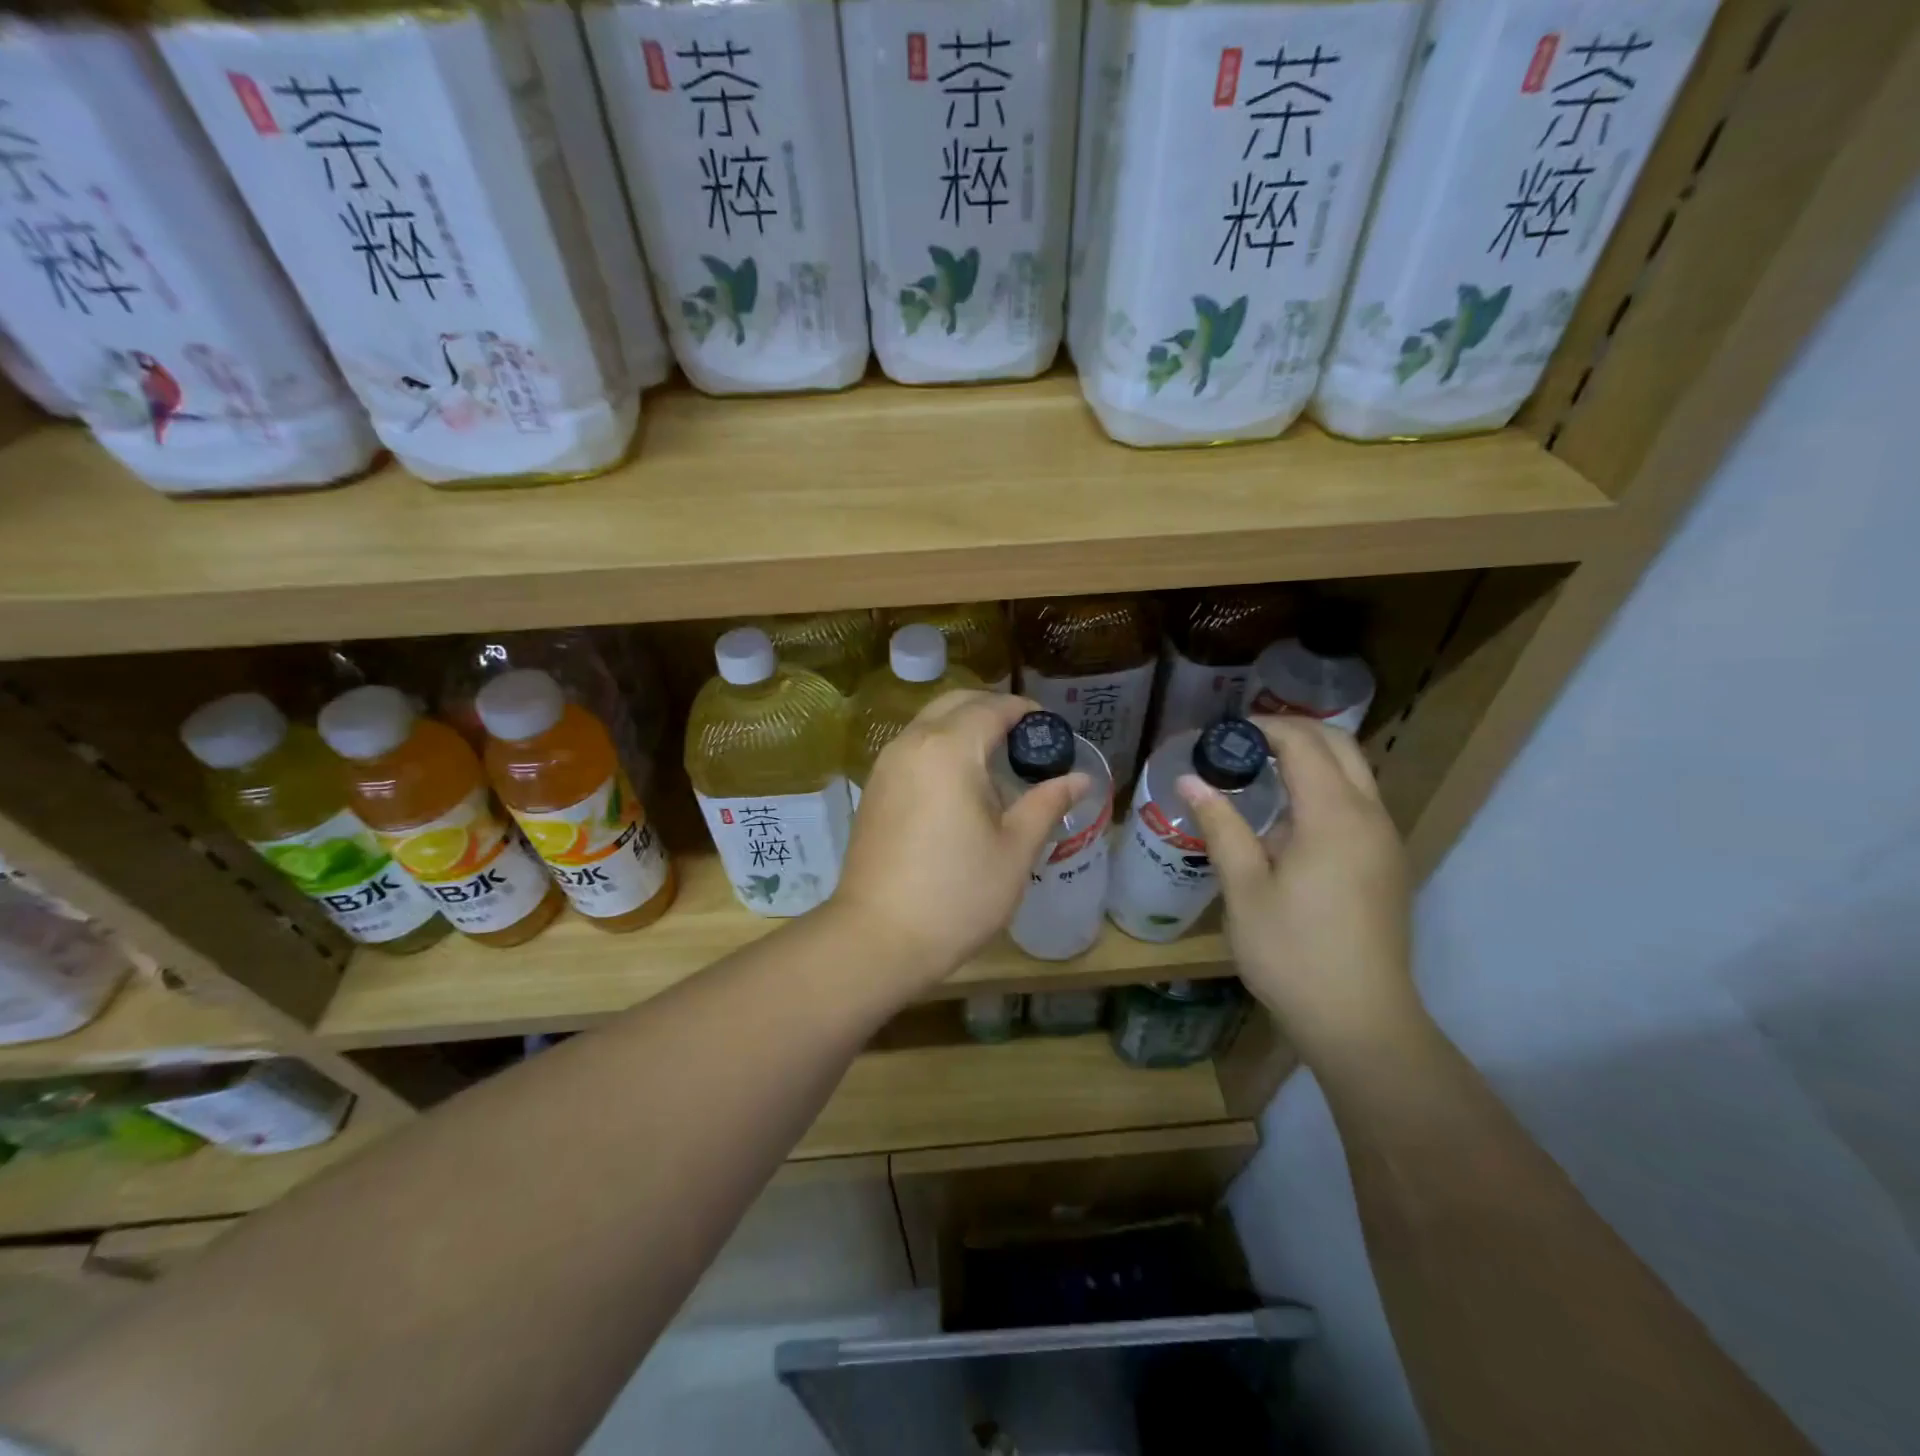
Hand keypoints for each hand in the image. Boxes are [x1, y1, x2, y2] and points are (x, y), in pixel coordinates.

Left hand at [831, 691, 1087, 992]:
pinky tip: (960, 785)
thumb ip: (1047, 803)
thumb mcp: (1015, 850)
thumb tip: (1081, 778)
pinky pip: (913, 748)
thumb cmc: (957, 894)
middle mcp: (912, 743)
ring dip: (964, 728)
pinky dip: (940, 748)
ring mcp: (886, 765)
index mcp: (949, 749)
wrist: (877, 938)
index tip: (1051, 729)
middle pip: (956, 703)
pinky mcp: (873, 789)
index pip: (992, 707)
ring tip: (997, 762)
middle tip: (1026, 740)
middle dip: (992, 710)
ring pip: (929, 723)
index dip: (1025, 711)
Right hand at [1175, 717, 1419, 1065]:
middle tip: (1242, 743)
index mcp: (1334, 817)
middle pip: (1340, 746)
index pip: (1304, 743)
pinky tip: (1287, 819)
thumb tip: (1191, 780)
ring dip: (1311, 759)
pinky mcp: (1387, 864)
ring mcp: (1385, 841)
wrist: (1360, 1021)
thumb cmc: (1293, 953)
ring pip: (1354, 774)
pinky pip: (1358, 803)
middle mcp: (1370, 817)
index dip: (1264, 727)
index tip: (1223, 733)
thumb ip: (1222, 826)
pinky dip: (1324, 788)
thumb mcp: (1245, 889)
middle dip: (1293, 731)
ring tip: (1259, 773)